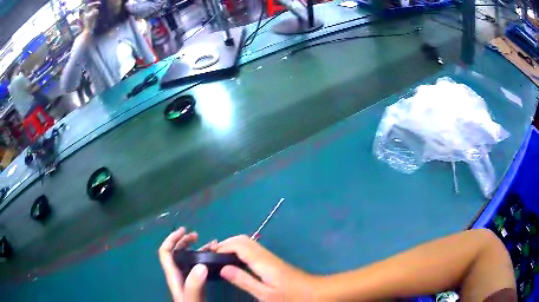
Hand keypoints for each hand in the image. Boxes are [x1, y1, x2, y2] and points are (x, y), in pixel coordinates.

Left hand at [159, 227, 216, 301]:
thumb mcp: (192, 299)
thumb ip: (194, 285)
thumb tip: (201, 265)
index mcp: (174, 276)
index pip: (165, 253)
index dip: (171, 239)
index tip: (184, 231)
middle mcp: (178, 275)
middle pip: (175, 253)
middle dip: (183, 241)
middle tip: (197, 236)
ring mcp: (187, 279)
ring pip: (187, 258)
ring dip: (195, 248)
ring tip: (210, 243)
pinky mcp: (196, 283)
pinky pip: (196, 266)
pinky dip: (203, 258)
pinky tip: (213, 257)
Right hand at [215, 235, 317, 300]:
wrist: (317, 293)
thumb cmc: (292, 296)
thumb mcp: (266, 294)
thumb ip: (244, 280)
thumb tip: (222, 268)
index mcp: (262, 262)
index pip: (238, 245)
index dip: (222, 247)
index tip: (209, 256)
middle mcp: (266, 255)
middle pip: (243, 239)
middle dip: (226, 243)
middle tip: (213, 256)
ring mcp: (271, 258)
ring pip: (248, 244)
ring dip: (233, 246)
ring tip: (221, 259)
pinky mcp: (274, 263)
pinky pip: (253, 251)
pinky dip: (241, 252)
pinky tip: (237, 264)